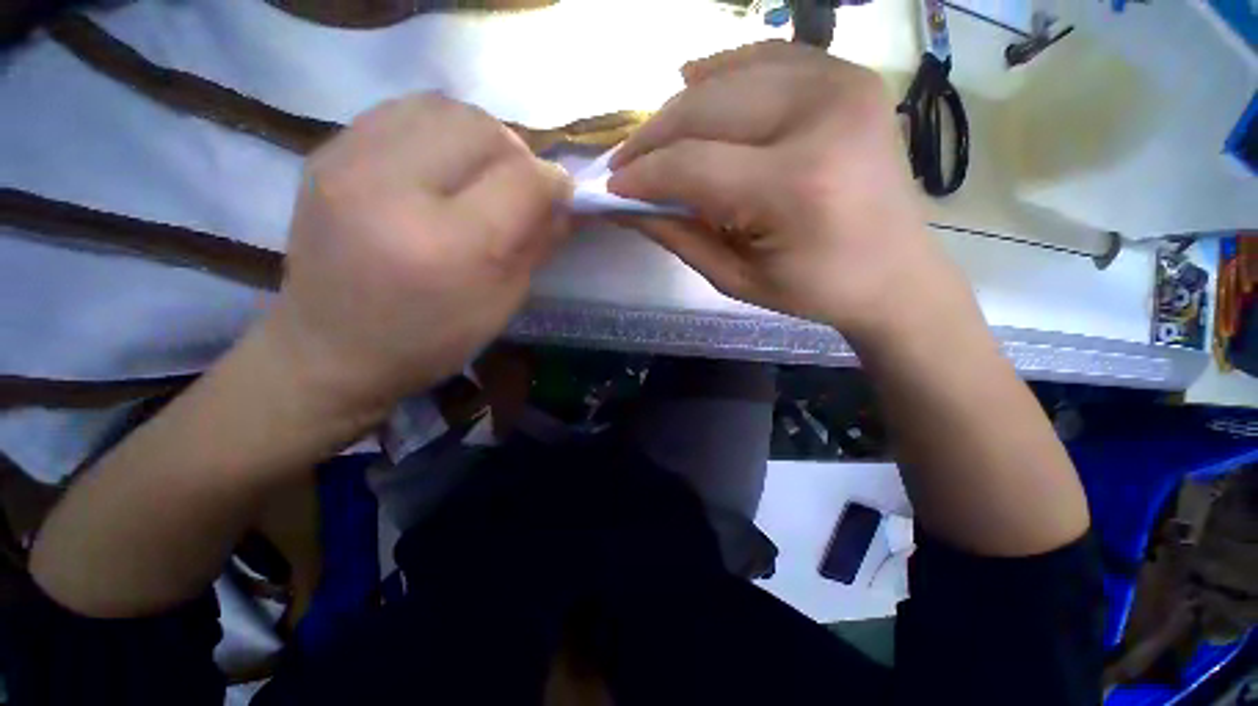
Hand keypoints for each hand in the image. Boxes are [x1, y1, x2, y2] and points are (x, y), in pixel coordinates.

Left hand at [263, 94, 573, 420]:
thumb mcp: (502, 303)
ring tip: (482, 173)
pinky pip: (403, 111)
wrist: (332, 348)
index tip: (563, 195)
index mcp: (448, 245)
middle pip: (483, 129)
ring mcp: (350, 162)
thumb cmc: (431, 339)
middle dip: (519, 154)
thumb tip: (564, 203)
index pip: (522, 181)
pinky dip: (439, 130)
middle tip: (521, 186)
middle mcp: (394, 189)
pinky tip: (442, 165)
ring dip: (480, 136)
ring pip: (443, 107)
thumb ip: (538, 244)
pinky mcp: (327, 153)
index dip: (555, 183)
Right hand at [609, 41, 973, 344]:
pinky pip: (766, 58)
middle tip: (624, 165)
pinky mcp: (848, 77)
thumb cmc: (815, 289)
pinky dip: (722, 71)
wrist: (895, 273)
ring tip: (654, 140)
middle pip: (704, 110)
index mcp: (796, 185)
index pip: (691, 166)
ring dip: (679, 109)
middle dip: (652, 139)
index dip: (642, 177)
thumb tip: (624, 208)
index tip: (610, 189)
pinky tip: (694, 84)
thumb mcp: (736, 278)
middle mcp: (821, 117)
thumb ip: (677, 236)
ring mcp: (841, 84)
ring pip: (728, 77)